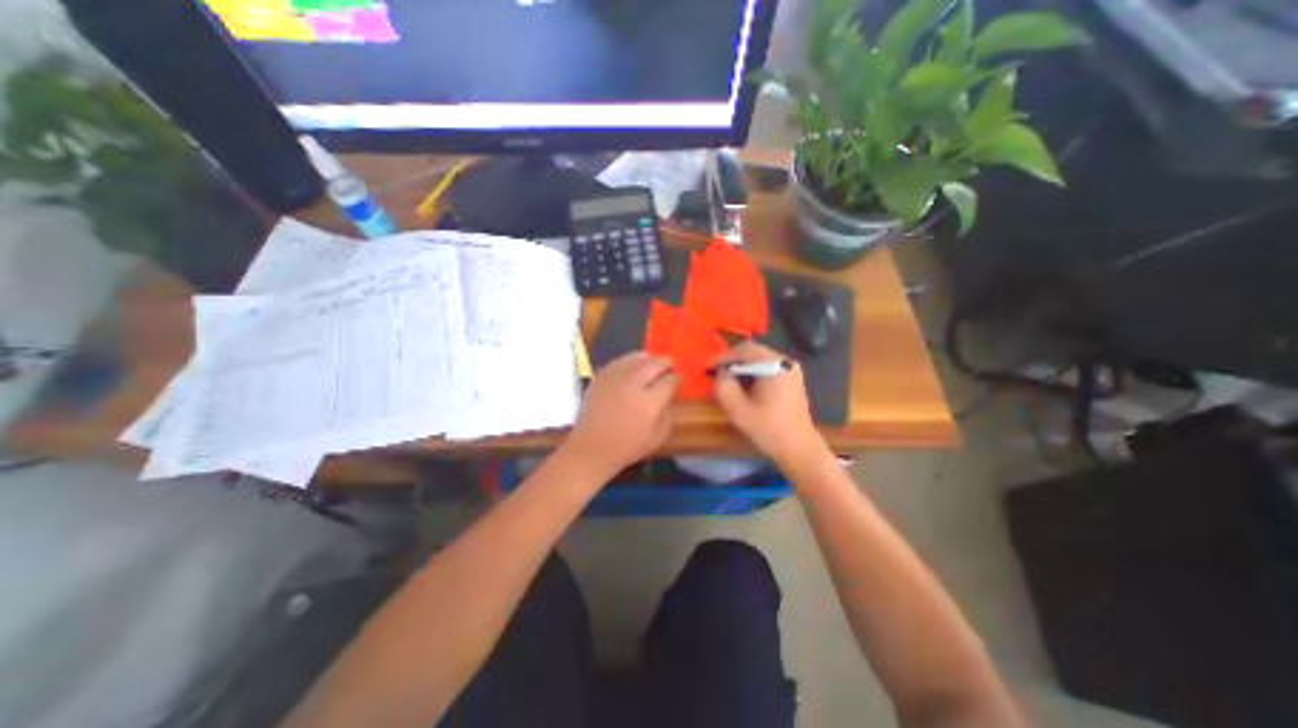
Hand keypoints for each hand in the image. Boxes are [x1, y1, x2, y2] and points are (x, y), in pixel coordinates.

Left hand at [564, 351, 673, 479]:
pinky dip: (630, 360)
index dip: (677, 378)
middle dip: (665, 363)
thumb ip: (667, 414)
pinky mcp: (601, 377)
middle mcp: (633, 384)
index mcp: (649, 402)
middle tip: (671, 365)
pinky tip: (634, 365)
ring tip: (654, 361)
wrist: (591, 448)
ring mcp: (615, 378)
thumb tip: (669, 397)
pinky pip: (619, 361)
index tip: (679, 379)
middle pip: (654, 364)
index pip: (669, 381)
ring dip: (649, 358)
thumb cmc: (627, 447)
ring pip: (636, 358)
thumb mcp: (657, 438)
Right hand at [710, 343, 829, 473]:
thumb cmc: (769, 430)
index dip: (723, 356)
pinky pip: (767, 367)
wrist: (799, 449)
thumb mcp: (739, 410)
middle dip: (732, 361)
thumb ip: (725, 387)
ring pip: (759, 359)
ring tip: (727, 381)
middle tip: (715, 373)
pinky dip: (752, 373)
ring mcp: (791, 369)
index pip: (744, 349)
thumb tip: (720, 372)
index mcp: (775, 366)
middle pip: (752, 351)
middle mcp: (785, 362)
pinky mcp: (791, 378)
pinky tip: (743, 387)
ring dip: (741, 367)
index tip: (707, 367)